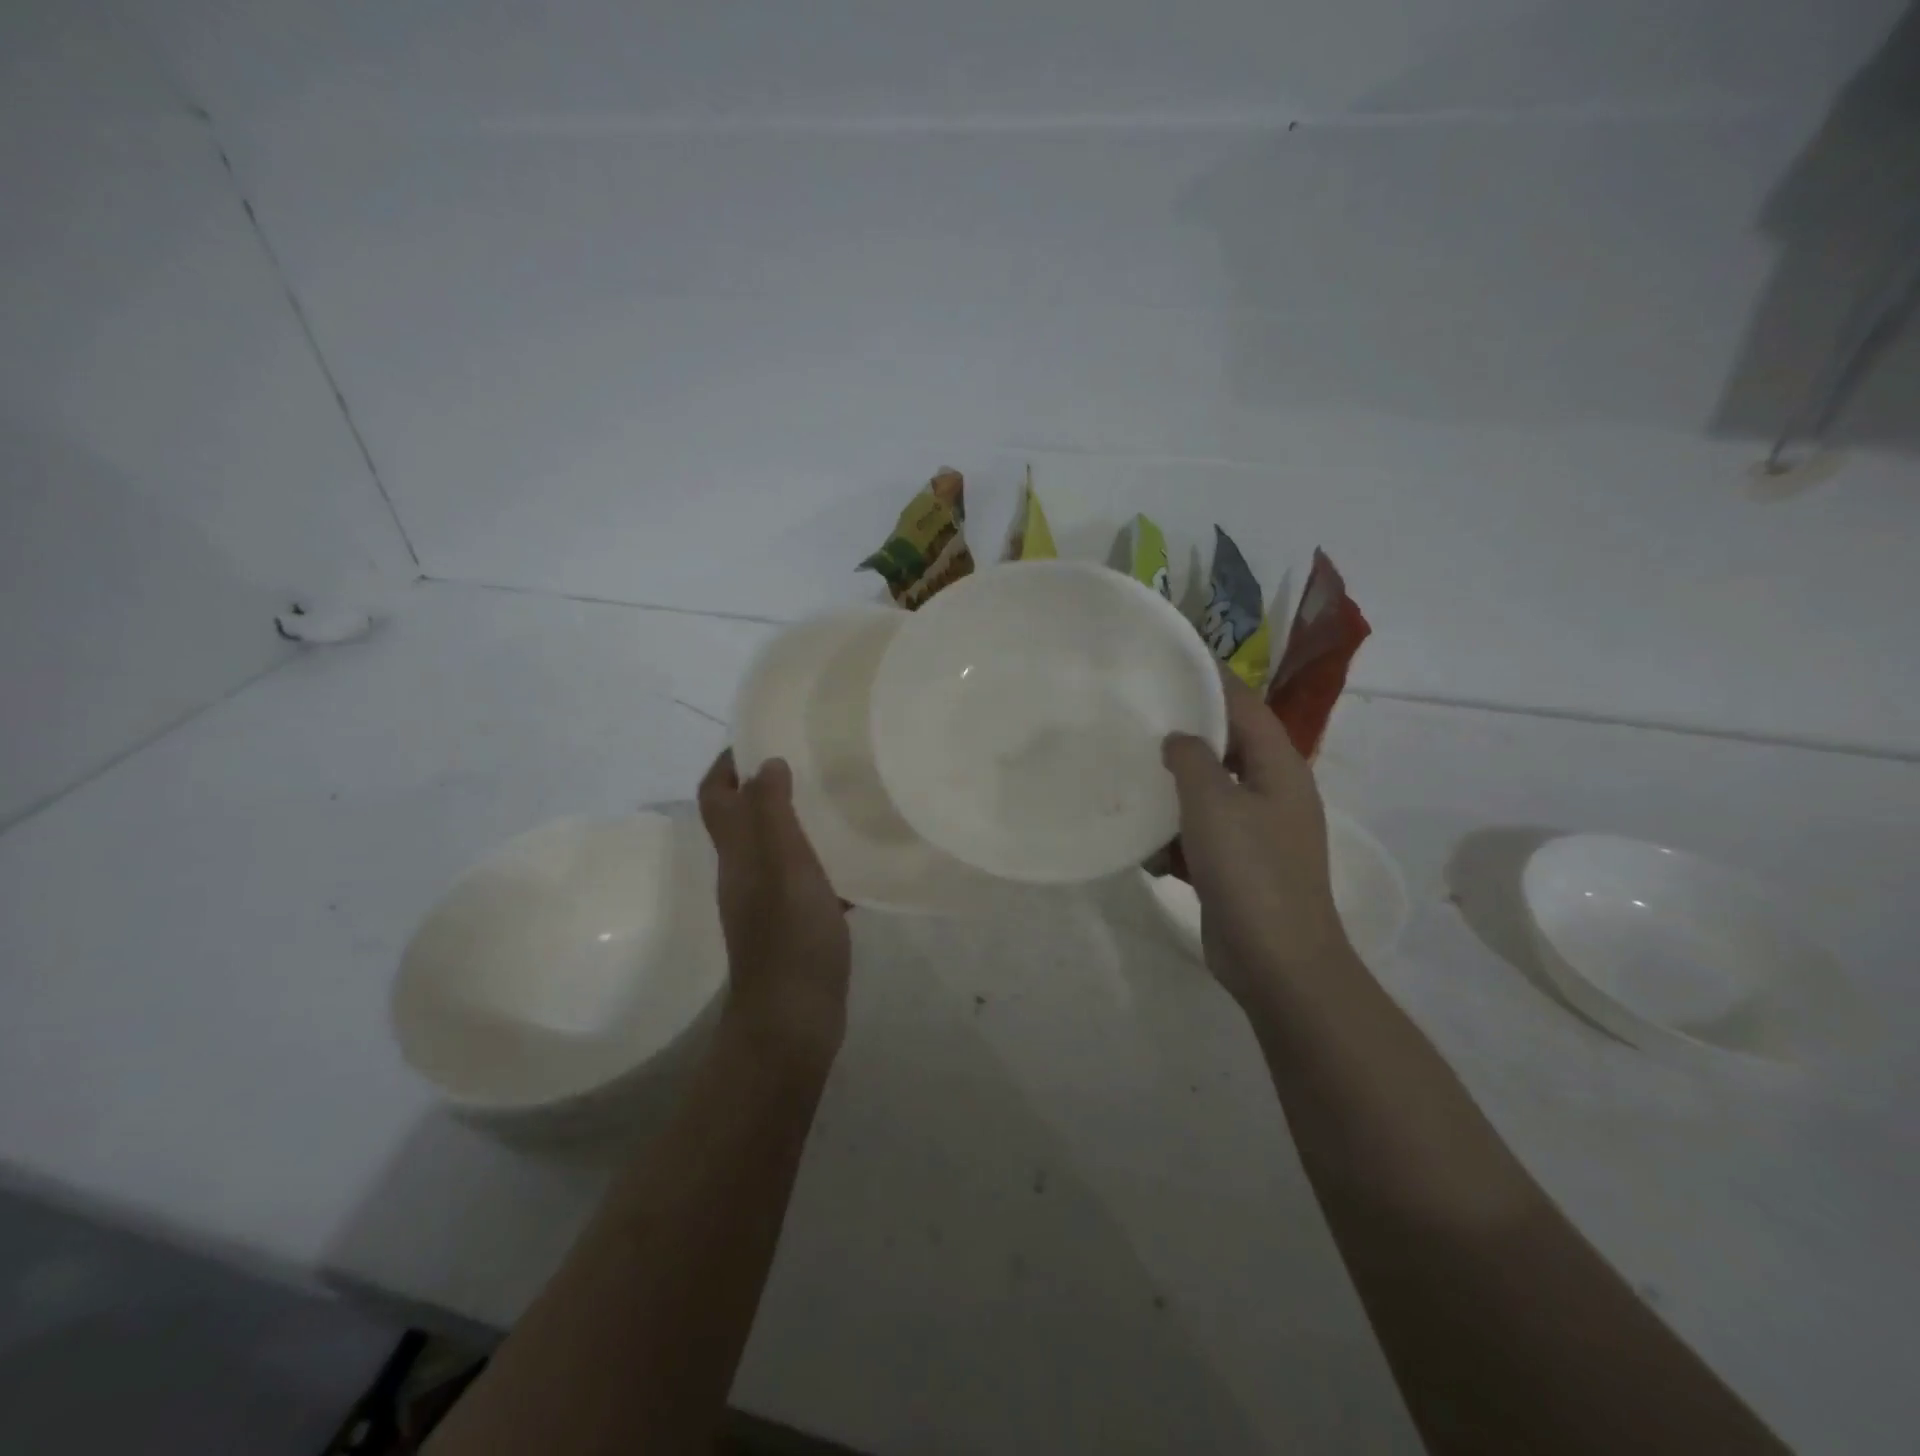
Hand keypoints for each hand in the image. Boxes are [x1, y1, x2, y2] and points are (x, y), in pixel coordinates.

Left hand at [698, 751, 851, 1067]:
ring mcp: (768, 901)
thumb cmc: (789, 935)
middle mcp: (745, 872)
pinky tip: (857, 861)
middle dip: (766, 785)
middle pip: (744, 818)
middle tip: (810, 761)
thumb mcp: (784, 865)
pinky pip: (805, 880)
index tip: (759, 736)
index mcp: (737, 852)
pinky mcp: (793, 924)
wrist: (793, 1017)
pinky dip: (823, 863)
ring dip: (798, 821)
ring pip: (777, 847)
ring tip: (837, 801)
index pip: (716, 795)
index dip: (728, 763)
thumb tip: (766, 763)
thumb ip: (773, 812)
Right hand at [1161, 673, 1351, 1002]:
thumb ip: (1193, 759)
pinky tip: (1145, 847)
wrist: (1276, 962)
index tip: (1173, 660)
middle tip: (1139, 717)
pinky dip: (1176, 837)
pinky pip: (1202, 836)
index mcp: (1279, 768)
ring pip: (1209, 794)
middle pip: (1227, 748)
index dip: (1214, 679)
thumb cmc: (1250, 871)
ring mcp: (1257, 832)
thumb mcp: (1214, 804)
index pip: (1246, 706)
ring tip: (1131, 778)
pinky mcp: (1238, 866)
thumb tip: (1179, 738)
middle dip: (1185, 736)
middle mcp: (1273, 793)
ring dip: (1174, 792)